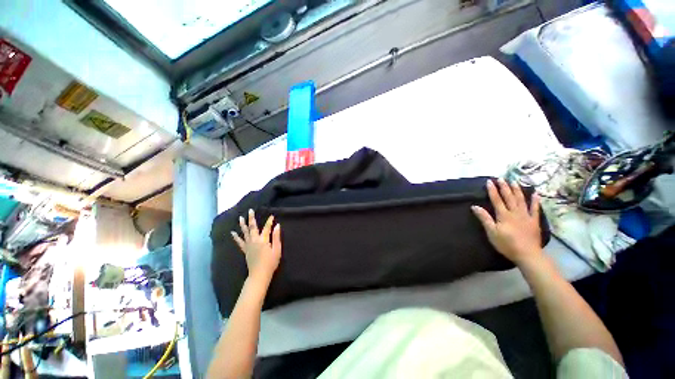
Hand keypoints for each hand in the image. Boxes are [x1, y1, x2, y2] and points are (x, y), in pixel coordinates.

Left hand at [231, 209, 281, 283]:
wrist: (259, 275)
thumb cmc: (270, 263)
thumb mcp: (277, 250)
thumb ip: (277, 237)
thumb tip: (277, 226)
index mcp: (263, 240)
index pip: (267, 228)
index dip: (269, 221)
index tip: (272, 216)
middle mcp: (254, 240)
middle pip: (253, 227)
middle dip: (252, 218)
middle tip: (250, 210)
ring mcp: (248, 245)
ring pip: (245, 232)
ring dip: (243, 224)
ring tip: (240, 217)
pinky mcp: (245, 250)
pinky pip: (239, 242)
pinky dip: (236, 237)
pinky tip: (233, 233)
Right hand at [471, 179, 542, 265]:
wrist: (527, 254)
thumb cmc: (506, 244)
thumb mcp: (491, 232)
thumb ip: (484, 218)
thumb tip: (475, 206)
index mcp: (503, 215)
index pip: (496, 200)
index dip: (492, 190)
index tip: (489, 181)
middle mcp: (515, 212)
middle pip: (509, 197)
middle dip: (504, 187)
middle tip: (501, 178)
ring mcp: (526, 216)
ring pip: (521, 200)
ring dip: (517, 190)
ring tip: (514, 181)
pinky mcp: (534, 221)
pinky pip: (535, 209)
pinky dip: (535, 201)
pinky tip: (535, 194)